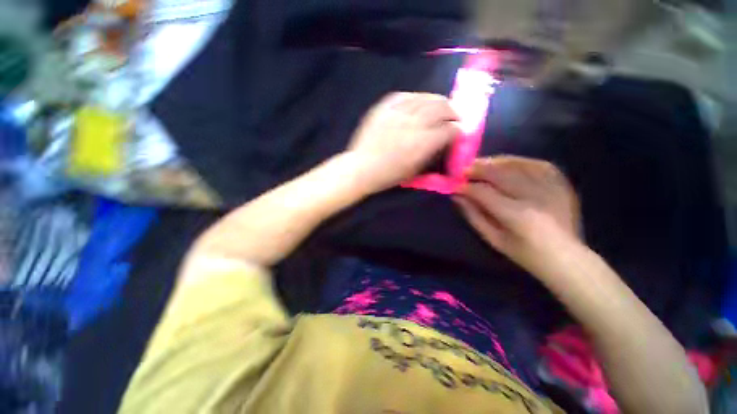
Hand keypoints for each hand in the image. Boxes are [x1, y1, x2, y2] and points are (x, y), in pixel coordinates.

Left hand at [346, 92, 459, 193]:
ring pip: (424, 97)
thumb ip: (431, 152)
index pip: (448, 129)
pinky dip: (415, 97)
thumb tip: (443, 140)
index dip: (457, 129)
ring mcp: (397, 113)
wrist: (361, 167)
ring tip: (440, 104)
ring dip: (437, 100)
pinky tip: (418, 101)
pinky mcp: (383, 108)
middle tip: (453, 115)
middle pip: (441, 108)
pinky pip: (404, 95)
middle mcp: (413, 124)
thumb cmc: (388, 175)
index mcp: (422, 143)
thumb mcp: (414, 169)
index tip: (459, 130)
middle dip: (452, 111)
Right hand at [454, 156, 581, 274]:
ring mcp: (551, 188)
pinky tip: (507, 164)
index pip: (484, 192)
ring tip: (481, 164)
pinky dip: (519, 161)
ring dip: (496, 162)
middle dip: (478, 169)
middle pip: (500, 173)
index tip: (454, 184)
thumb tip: (457, 195)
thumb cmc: (524, 253)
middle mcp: (535, 197)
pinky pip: (538, 164)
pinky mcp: (562, 184)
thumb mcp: (493, 238)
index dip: (466, 186)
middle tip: (464, 169)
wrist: (567, 257)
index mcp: (517, 216)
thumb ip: (473, 215)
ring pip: (518, 165)